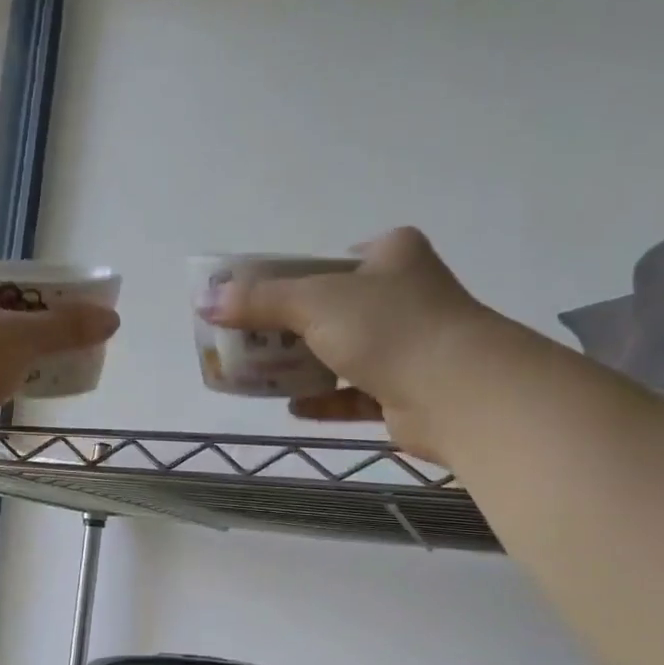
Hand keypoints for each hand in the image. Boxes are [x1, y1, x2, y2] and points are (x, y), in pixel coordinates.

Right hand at [210, 227, 498, 460]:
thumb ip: (259, 301)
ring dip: (304, 367)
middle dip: (289, 329)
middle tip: (249, 342)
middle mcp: (405, 295)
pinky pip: (355, 394)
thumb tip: (206, 301)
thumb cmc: (388, 328)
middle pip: (332, 309)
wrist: (457, 392)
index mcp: (391, 256)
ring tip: (261, 376)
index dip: (291, 277)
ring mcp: (409, 345)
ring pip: (343, 353)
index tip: (256, 299)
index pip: (331, 260)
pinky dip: (326, 400)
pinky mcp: (407, 391)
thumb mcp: (314, 301)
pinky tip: (293, 408)